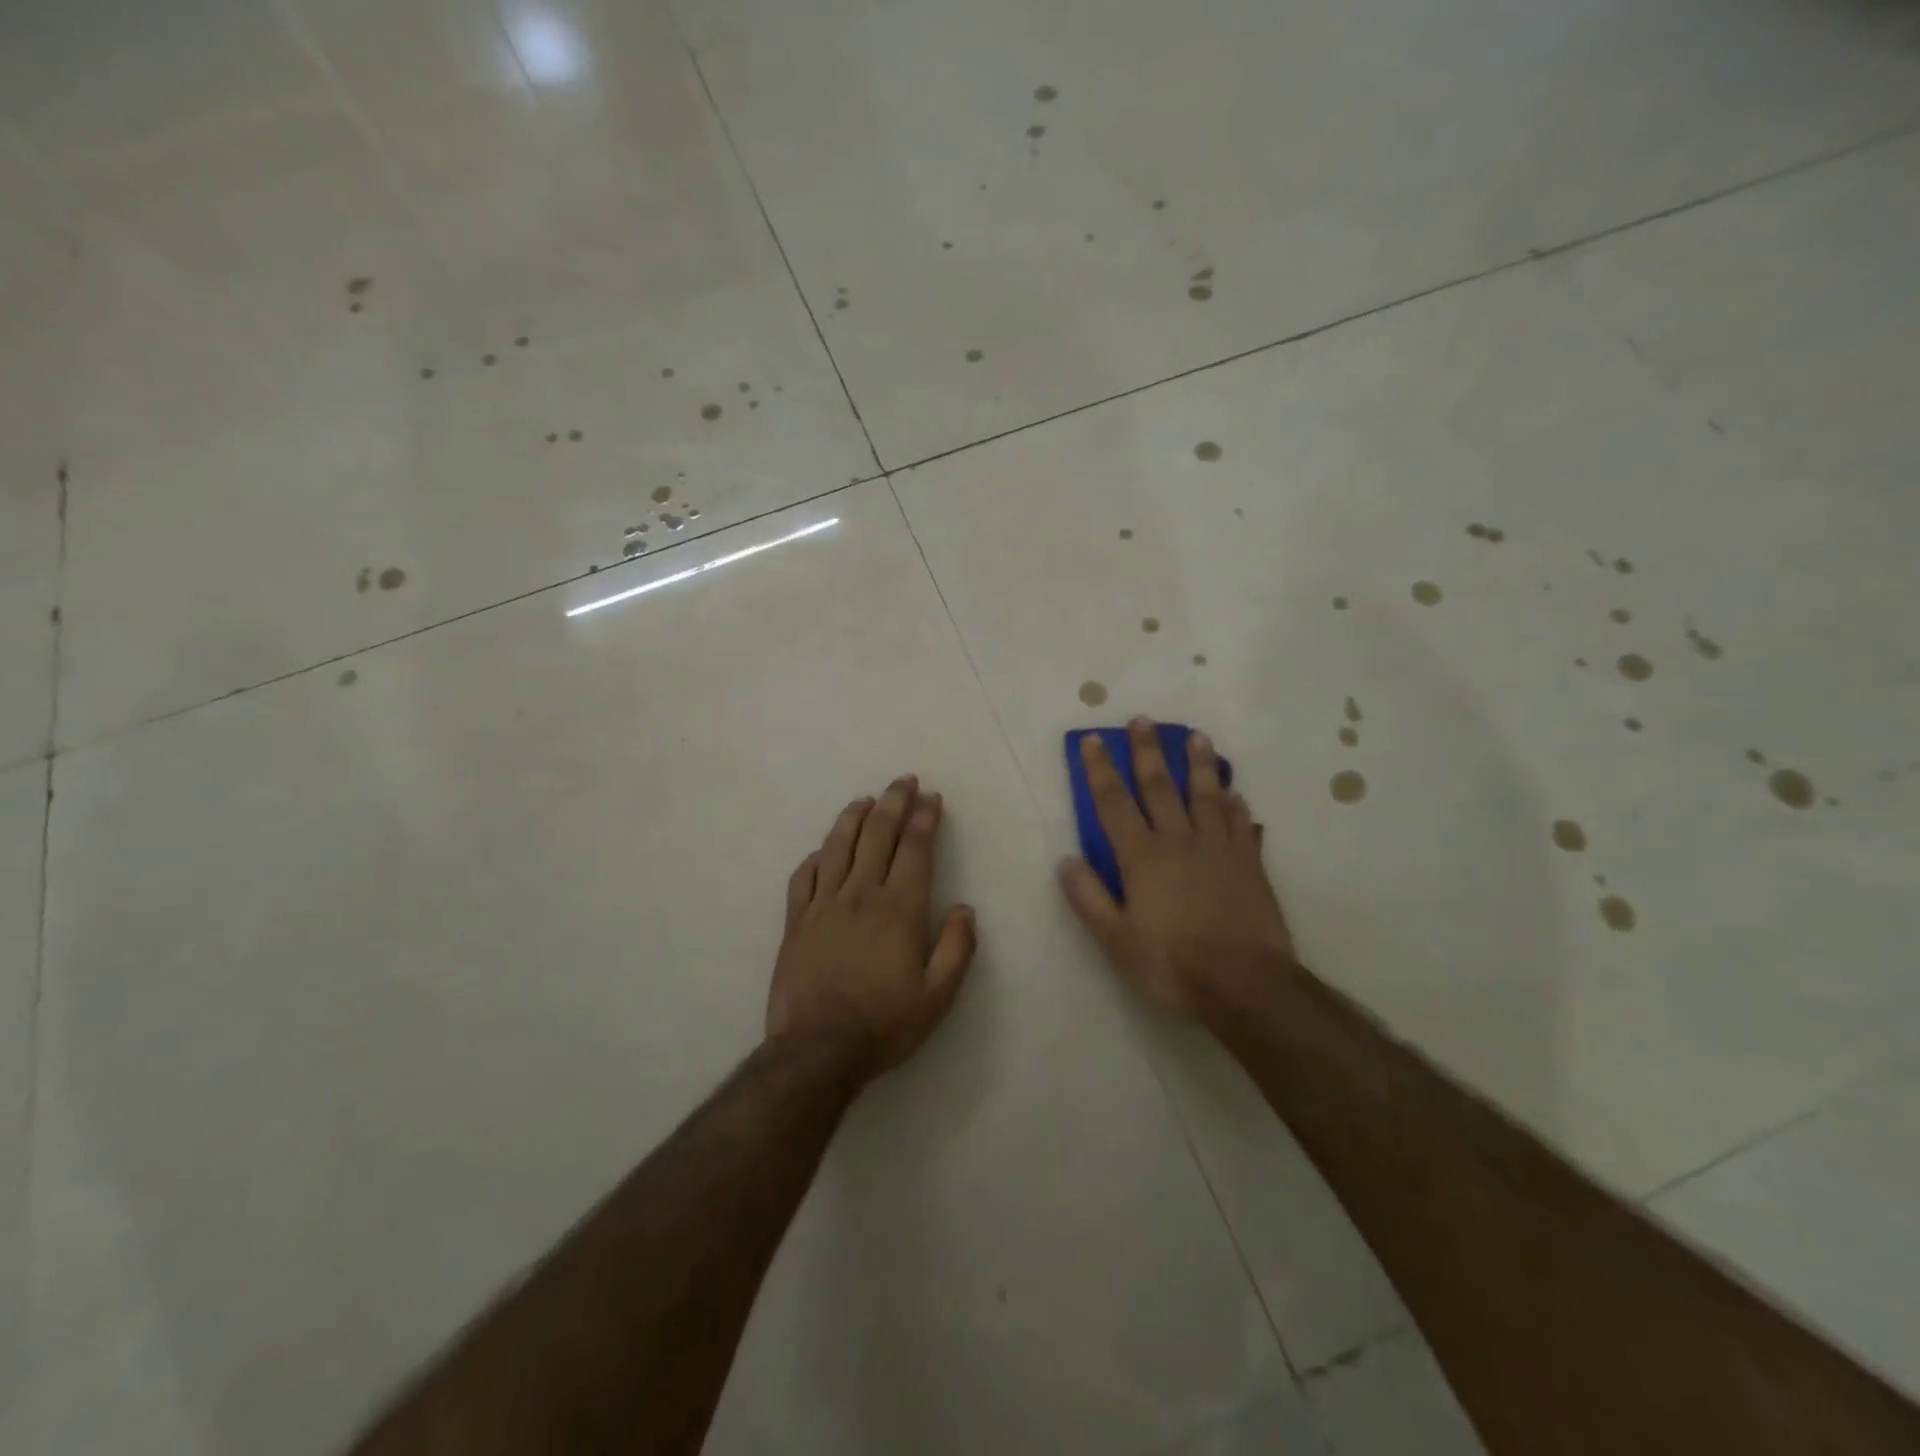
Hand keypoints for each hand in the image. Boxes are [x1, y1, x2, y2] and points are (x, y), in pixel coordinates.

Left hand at [767, 775, 977, 1077]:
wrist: (817, 1050)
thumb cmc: (884, 1023)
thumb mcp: (938, 996)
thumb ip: (956, 948)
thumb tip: (964, 909)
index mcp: (899, 908)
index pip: (915, 848)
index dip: (925, 818)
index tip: (932, 798)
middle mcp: (860, 894)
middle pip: (877, 834)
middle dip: (893, 802)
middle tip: (903, 781)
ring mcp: (823, 904)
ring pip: (837, 845)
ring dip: (853, 817)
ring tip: (865, 800)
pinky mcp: (795, 921)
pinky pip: (803, 876)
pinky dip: (816, 856)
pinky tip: (823, 850)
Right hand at [1058, 718, 1296, 1018]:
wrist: (1245, 985)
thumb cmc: (1172, 965)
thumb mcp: (1116, 940)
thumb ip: (1089, 898)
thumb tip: (1066, 860)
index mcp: (1142, 857)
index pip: (1114, 803)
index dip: (1101, 770)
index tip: (1094, 741)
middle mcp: (1179, 840)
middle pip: (1160, 787)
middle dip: (1148, 752)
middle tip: (1143, 720)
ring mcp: (1219, 848)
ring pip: (1206, 795)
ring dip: (1199, 764)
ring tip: (1197, 737)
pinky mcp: (1250, 863)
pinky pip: (1241, 824)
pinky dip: (1236, 805)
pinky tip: (1235, 793)